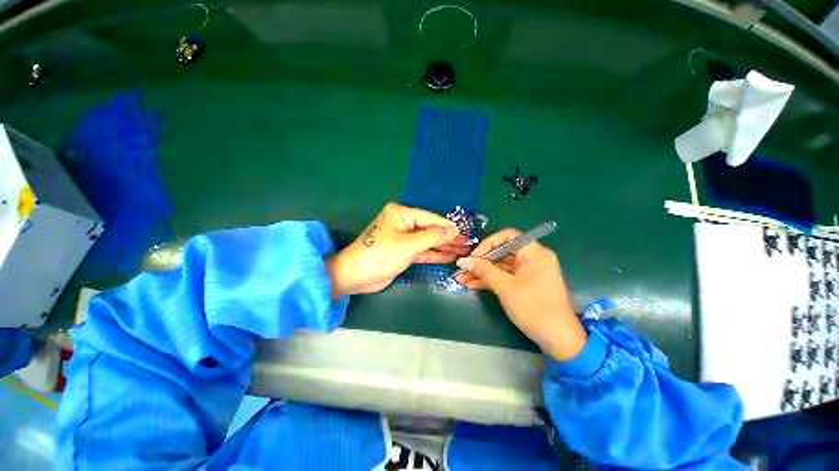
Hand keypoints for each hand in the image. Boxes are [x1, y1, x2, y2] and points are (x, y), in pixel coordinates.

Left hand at [326, 203, 469, 296]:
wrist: (356, 276)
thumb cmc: (381, 255)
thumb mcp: (409, 244)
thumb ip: (433, 236)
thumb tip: (453, 230)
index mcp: (401, 213)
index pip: (430, 218)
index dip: (448, 227)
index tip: (465, 234)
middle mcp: (403, 223)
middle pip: (430, 230)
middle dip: (448, 238)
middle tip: (467, 244)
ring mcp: (403, 238)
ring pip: (427, 242)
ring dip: (443, 247)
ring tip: (462, 251)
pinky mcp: (403, 252)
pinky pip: (422, 251)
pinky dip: (434, 255)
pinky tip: (449, 257)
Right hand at [454, 229, 586, 360]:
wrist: (558, 340)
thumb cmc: (534, 309)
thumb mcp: (505, 287)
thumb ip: (483, 271)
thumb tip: (462, 261)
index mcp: (534, 253)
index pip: (507, 237)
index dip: (488, 244)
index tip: (473, 257)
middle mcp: (531, 258)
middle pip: (501, 252)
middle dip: (480, 262)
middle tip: (462, 269)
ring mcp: (527, 272)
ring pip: (499, 266)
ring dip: (481, 273)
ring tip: (461, 279)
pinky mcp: (523, 284)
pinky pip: (503, 277)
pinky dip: (489, 281)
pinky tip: (471, 285)